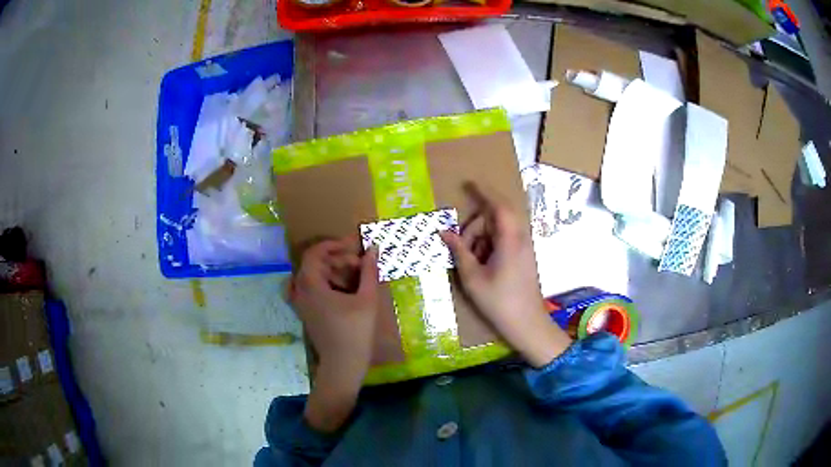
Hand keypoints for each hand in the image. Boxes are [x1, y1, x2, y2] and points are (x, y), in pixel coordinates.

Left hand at [288, 238, 378, 431]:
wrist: (343, 363)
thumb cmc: (356, 331)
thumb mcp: (367, 299)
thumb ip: (369, 271)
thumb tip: (373, 249)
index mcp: (311, 285)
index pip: (314, 253)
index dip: (332, 245)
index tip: (352, 247)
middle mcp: (300, 291)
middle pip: (313, 264)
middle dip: (335, 260)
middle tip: (357, 266)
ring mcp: (299, 303)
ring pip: (309, 276)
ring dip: (328, 272)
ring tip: (349, 278)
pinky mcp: (304, 313)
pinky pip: (306, 290)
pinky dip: (319, 284)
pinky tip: (335, 290)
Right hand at [440, 183, 570, 367]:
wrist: (526, 323)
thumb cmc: (499, 301)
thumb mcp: (472, 277)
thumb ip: (459, 251)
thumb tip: (443, 232)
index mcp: (510, 239)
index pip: (498, 205)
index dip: (484, 192)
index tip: (468, 183)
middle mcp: (520, 238)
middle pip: (494, 218)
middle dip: (474, 227)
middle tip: (460, 248)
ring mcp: (524, 248)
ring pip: (498, 230)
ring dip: (480, 239)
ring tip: (471, 263)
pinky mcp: (524, 257)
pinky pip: (504, 241)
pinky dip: (489, 247)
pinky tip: (481, 266)